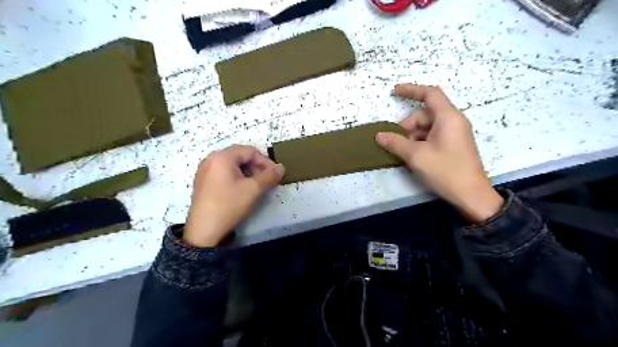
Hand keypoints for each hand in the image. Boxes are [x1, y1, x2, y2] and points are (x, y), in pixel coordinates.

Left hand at [183, 145, 284, 244]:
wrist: (204, 231)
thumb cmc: (229, 205)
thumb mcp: (253, 190)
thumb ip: (270, 176)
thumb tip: (281, 167)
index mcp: (222, 157)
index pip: (250, 151)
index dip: (266, 161)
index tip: (275, 175)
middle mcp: (211, 159)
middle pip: (240, 156)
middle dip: (257, 167)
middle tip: (266, 181)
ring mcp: (205, 171)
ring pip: (232, 165)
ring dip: (248, 173)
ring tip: (256, 186)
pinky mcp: (203, 182)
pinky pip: (224, 173)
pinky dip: (237, 178)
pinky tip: (242, 190)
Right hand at [376, 85, 500, 222]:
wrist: (471, 195)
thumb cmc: (446, 171)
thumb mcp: (416, 156)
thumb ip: (396, 143)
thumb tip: (379, 135)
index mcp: (448, 117)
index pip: (429, 94)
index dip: (411, 90)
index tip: (394, 91)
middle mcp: (453, 122)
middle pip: (424, 115)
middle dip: (407, 128)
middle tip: (395, 145)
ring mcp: (454, 134)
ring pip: (426, 128)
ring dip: (412, 139)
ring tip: (404, 156)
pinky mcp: (453, 146)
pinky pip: (432, 138)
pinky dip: (420, 145)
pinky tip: (412, 159)